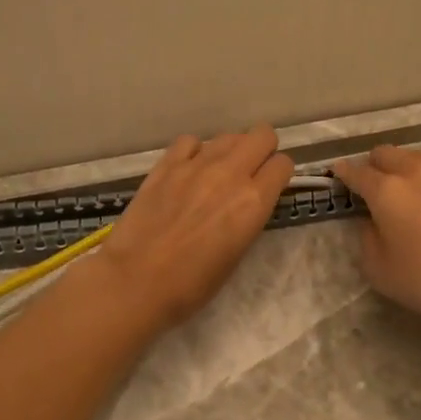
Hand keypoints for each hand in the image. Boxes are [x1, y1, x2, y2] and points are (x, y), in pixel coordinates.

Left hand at [97, 126, 292, 333]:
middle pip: (262, 135)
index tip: (271, 185)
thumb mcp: (236, 254)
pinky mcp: (167, 164)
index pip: (283, 164)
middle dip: (262, 150)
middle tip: (250, 171)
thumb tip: (247, 203)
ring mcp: (196, 164)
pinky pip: (190, 142)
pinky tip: (188, 170)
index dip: (279, 174)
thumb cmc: (192, 284)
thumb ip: (248, 218)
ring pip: (228, 136)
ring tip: (217, 173)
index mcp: (254, 201)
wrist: (136, 281)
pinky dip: (194, 152)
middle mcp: (231, 173)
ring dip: (230, 151)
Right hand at [332, 145, 420, 334]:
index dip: (343, 173)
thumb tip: (372, 220)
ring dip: (402, 169)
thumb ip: (366, 237)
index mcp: (386, 190)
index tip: (338, 175)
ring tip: (406, 194)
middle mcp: (414, 171)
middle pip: (385, 154)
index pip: (356, 171)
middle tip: (373, 189)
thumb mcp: (378, 269)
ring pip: (414, 158)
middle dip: (373, 166)